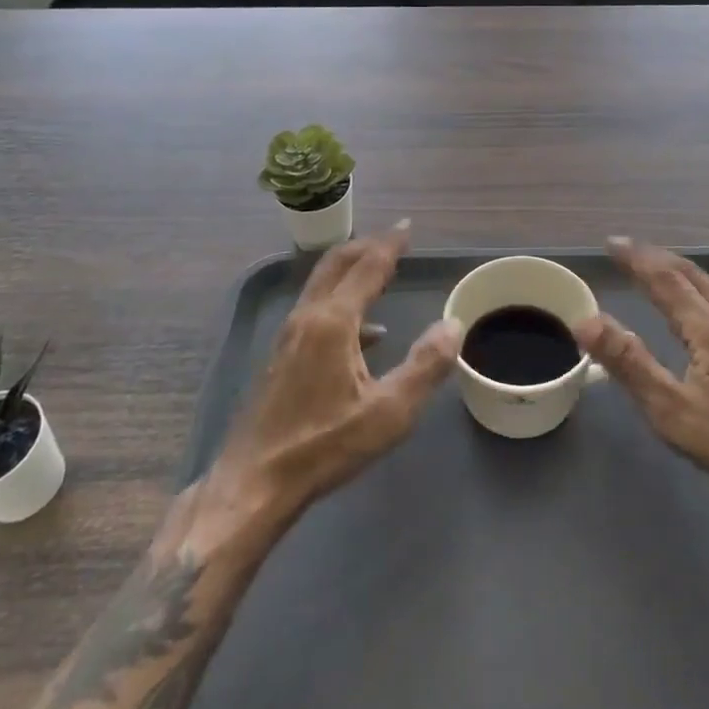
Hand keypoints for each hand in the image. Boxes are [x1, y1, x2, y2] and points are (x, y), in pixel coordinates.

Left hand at [209, 222, 459, 520]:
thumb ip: (426, 366)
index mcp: (333, 322)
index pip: (367, 267)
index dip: (390, 244)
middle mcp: (307, 317)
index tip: (408, 226)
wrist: (254, 483)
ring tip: (381, 274)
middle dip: (366, 246)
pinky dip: (342, 302)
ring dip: (351, 271)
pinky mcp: (281, 355)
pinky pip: (316, 309)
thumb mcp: (389, 412)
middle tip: (394, 240)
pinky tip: (366, 335)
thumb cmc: (325, 446)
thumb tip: (454, 325)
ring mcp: (288, 335)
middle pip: (336, 264)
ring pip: (322, 285)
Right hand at [576, 237, 708, 509]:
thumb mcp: (672, 410)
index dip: (636, 258)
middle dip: (657, 257)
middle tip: (628, 249)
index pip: (665, 279)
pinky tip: (698, 304)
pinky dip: (697, 287)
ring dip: (679, 270)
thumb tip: (587, 321)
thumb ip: (629, 364)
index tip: (611, 242)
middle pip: (691, 274)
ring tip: (657, 268)